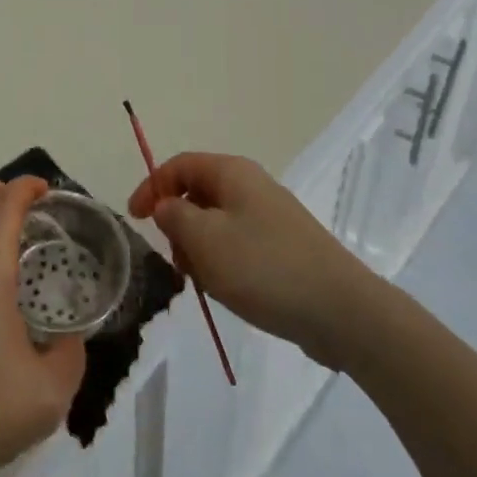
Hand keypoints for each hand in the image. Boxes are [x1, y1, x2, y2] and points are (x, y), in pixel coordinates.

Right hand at [129, 152, 376, 366]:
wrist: (341, 311)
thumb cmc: (264, 267)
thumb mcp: (205, 240)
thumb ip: (174, 216)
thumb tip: (166, 206)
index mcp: (232, 172)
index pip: (179, 165)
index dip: (152, 186)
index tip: (135, 219)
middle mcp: (251, 185)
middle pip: (198, 193)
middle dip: (178, 224)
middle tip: (175, 259)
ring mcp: (271, 217)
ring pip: (217, 223)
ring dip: (200, 249)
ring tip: (205, 283)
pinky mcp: (284, 247)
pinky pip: (239, 245)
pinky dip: (224, 263)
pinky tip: (230, 292)